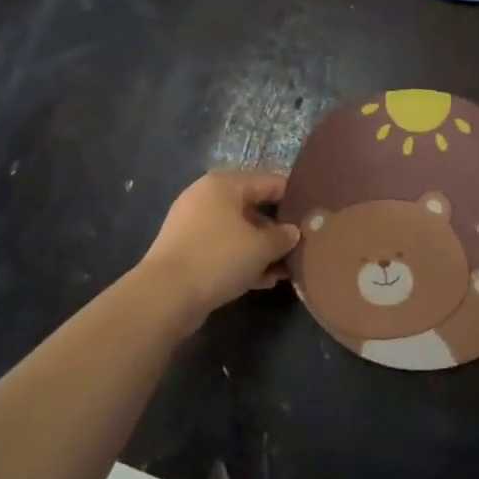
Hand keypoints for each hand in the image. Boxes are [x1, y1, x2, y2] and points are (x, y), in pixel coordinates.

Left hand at [140, 171, 300, 318]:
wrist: (165, 295)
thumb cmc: (218, 257)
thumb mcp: (261, 247)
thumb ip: (283, 236)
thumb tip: (293, 232)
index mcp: (223, 184)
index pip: (269, 182)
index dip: (294, 198)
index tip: (313, 216)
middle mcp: (206, 198)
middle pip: (252, 208)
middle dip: (277, 229)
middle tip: (302, 246)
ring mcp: (193, 226)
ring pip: (238, 232)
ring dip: (262, 249)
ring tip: (287, 269)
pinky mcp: (186, 252)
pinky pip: (223, 250)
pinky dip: (243, 261)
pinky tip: (264, 280)